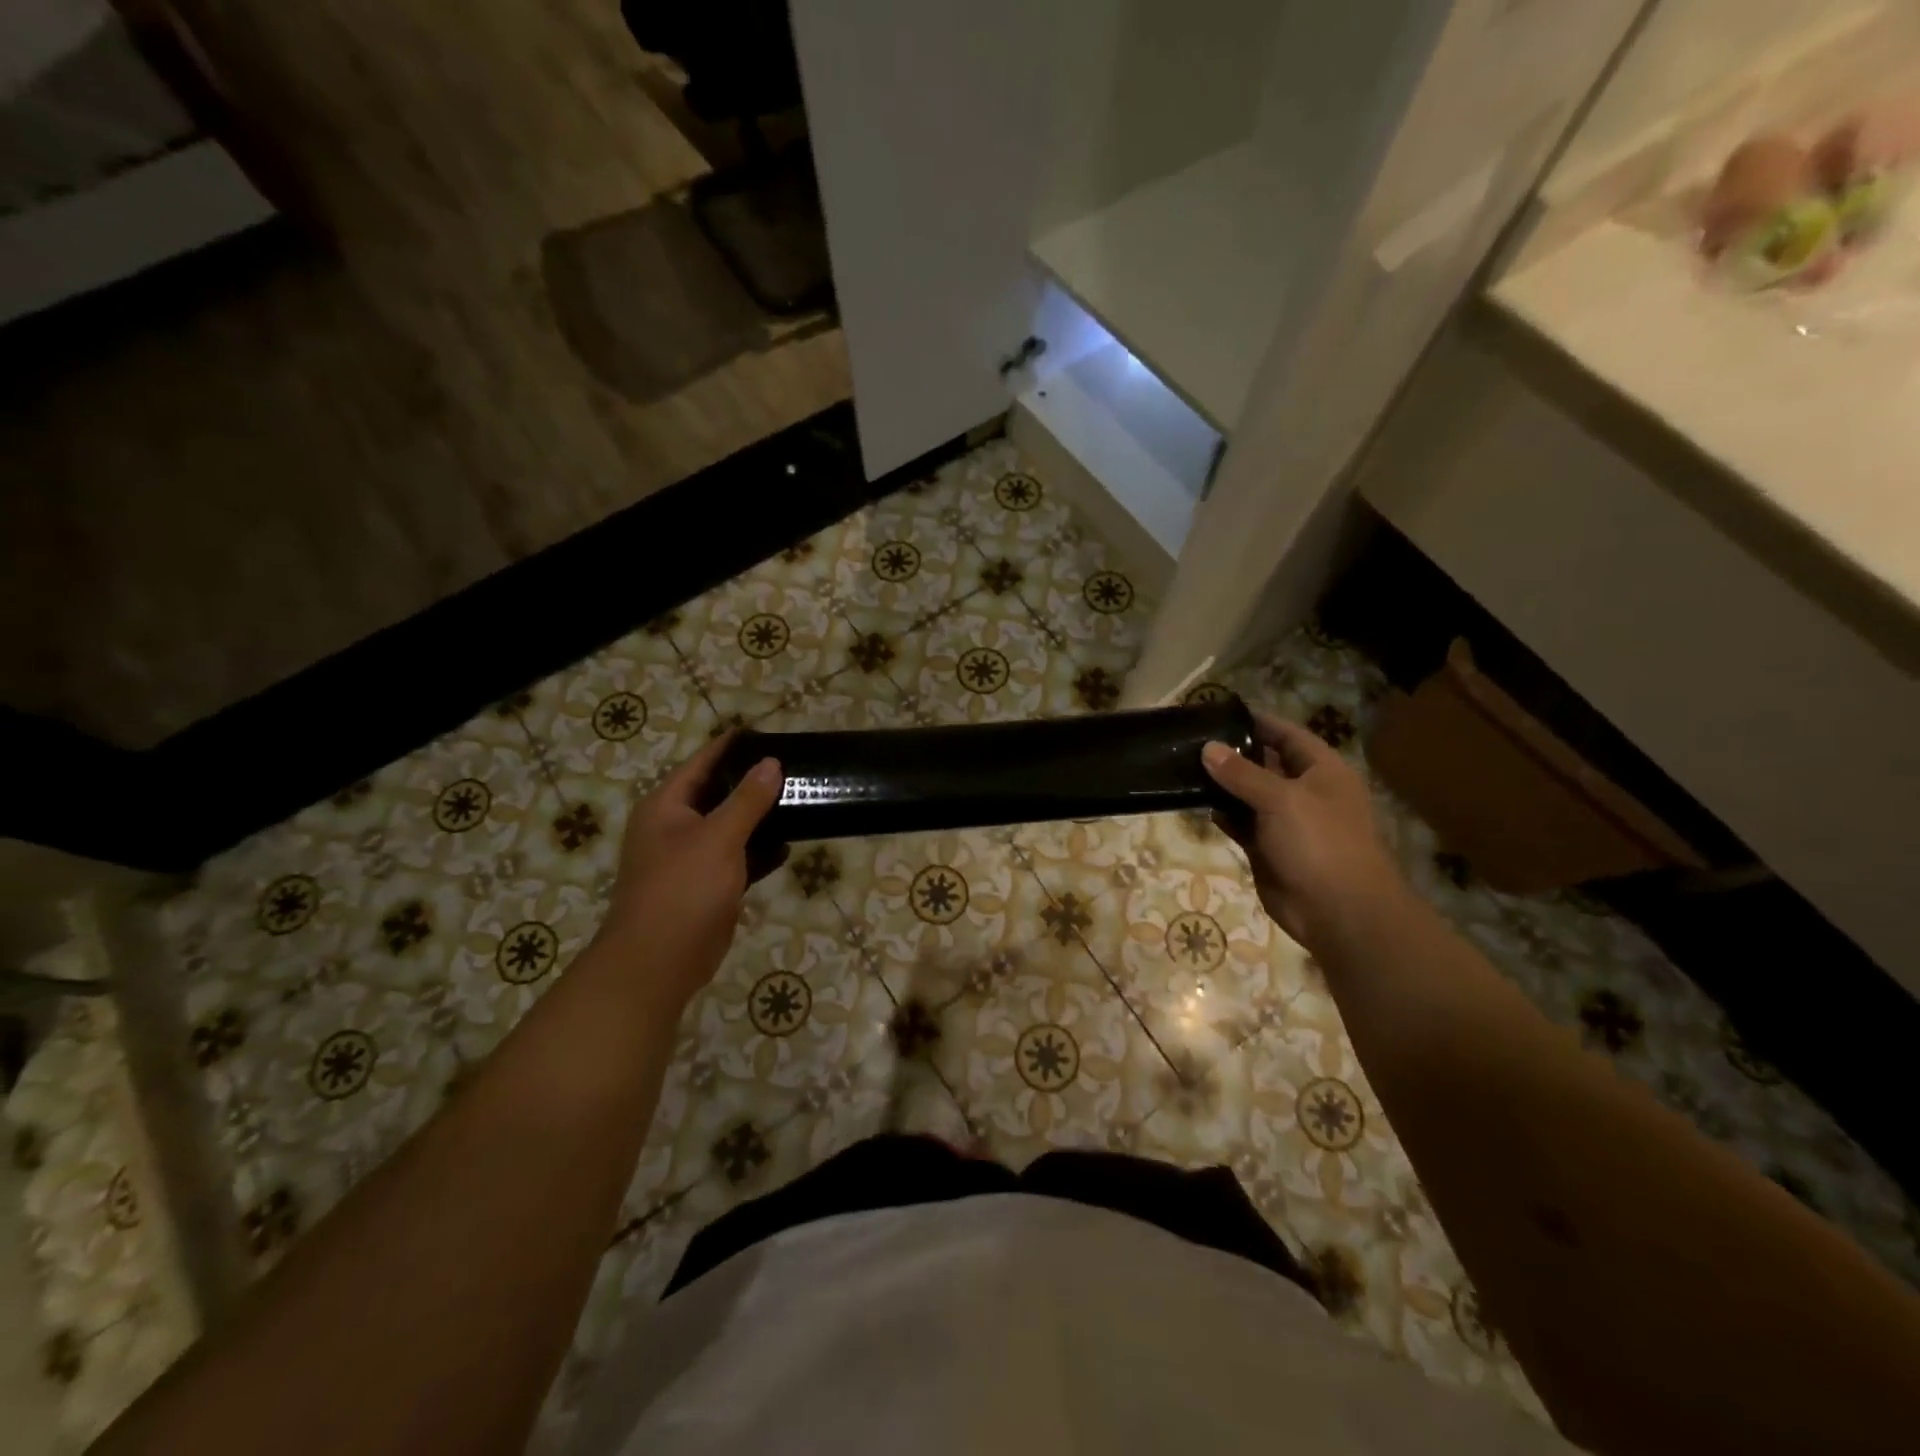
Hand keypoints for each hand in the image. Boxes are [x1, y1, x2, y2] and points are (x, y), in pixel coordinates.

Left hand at [596, 734, 783, 1011]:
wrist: (659, 962)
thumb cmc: (682, 889)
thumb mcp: (718, 838)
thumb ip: (747, 800)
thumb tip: (770, 763)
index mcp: (666, 807)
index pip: (701, 764)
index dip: (729, 747)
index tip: (762, 731)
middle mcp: (676, 827)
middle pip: (717, 794)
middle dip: (752, 782)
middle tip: (792, 765)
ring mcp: (691, 858)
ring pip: (730, 827)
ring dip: (759, 817)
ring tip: (798, 798)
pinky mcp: (708, 885)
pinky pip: (738, 858)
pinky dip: (760, 851)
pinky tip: (789, 845)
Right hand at [1202, 710, 1407, 950]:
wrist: (1338, 911)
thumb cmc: (1319, 843)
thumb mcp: (1281, 799)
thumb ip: (1242, 773)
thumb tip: (1207, 748)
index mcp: (1322, 771)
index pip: (1287, 735)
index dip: (1258, 722)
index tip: (1220, 712)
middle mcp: (1305, 791)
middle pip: (1265, 763)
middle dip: (1233, 753)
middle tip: (1191, 740)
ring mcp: (1286, 822)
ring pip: (1249, 794)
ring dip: (1223, 785)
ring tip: (1185, 766)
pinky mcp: (1268, 848)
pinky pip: (1241, 823)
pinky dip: (1223, 814)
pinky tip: (1197, 803)